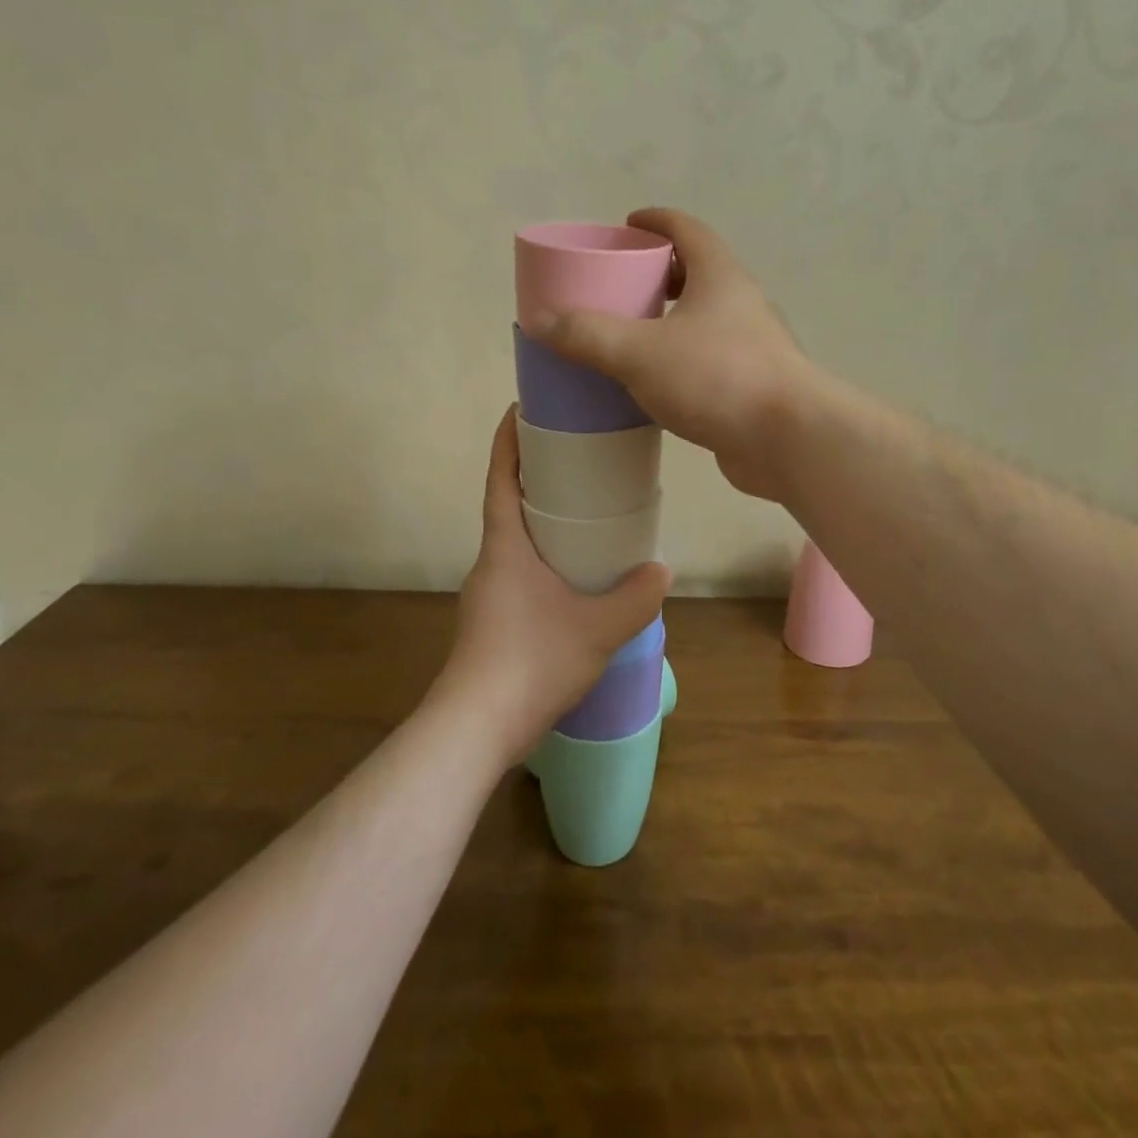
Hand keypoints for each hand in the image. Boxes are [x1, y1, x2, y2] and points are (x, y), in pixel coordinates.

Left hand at [431, 408, 670, 768]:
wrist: (475, 728)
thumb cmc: (531, 662)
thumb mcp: (597, 628)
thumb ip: (635, 597)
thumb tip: (662, 569)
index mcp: (505, 547)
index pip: (500, 478)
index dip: (508, 440)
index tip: (521, 408)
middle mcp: (490, 562)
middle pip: (508, 505)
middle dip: (535, 479)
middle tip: (577, 462)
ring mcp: (487, 594)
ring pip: (515, 543)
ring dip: (541, 523)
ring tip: (585, 520)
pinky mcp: (491, 622)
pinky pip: (519, 573)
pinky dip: (543, 559)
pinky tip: (573, 581)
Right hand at [528, 209, 817, 501]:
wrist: (789, 440)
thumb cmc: (717, 378)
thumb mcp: (640, 353)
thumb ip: (587, 335)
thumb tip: (539, 320)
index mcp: (720, 277)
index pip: (686, 229)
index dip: (655, 221)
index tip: (626, 224)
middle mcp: (741, 304)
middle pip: (697, 273)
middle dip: (658, 274)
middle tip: (619, 286)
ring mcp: (752, 347)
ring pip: (703, 321)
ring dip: (669, 322)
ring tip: (628, 336)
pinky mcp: (751, 387)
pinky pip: (707, 362)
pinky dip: (679, 362)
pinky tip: (653, 385)